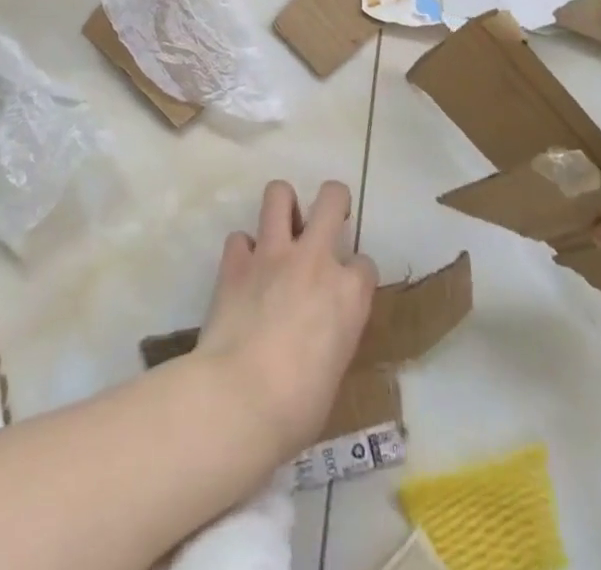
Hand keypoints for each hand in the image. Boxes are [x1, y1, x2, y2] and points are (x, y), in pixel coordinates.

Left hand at [194, 180, 378, 461]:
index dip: (355, 275)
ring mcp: (273, 254)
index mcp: (349, 293)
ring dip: (283, 206)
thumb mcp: (334, 370)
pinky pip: (239, 237)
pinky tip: (244, 271)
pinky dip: (243, 251)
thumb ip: (332, 333)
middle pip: (332, 197)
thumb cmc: (298, 408)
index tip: (346, 291)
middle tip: (324, 220)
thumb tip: (316, 334)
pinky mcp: (235, 261)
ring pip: (279, 193)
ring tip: (282, 228)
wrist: (240, 399)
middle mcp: (315, 259)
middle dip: (333, 201)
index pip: (364, 263)